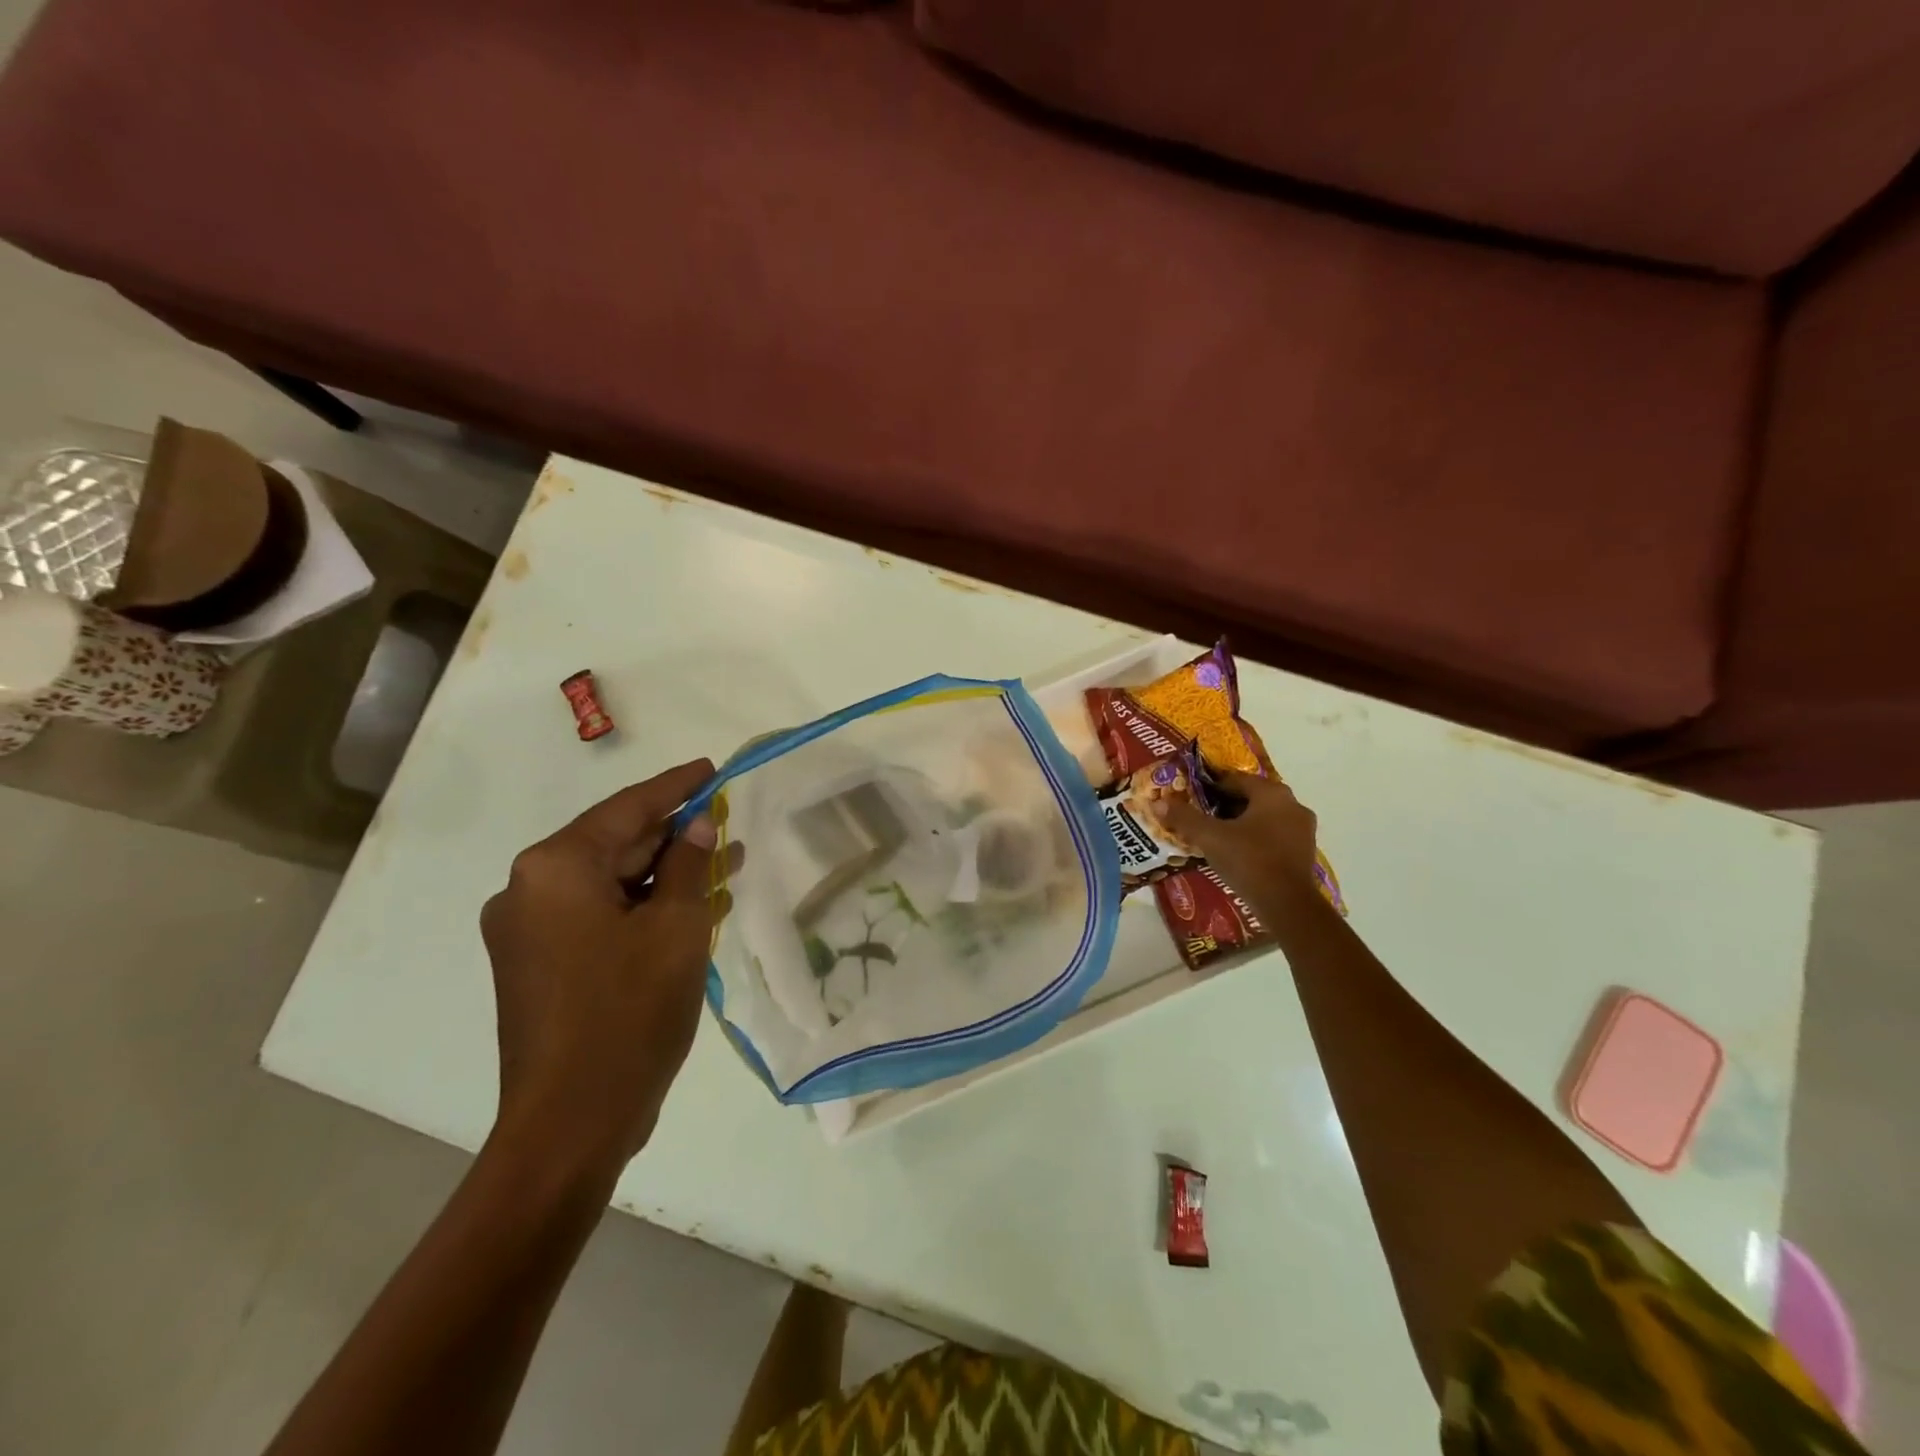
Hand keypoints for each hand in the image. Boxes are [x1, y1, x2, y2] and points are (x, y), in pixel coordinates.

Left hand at [480, 758, 729, 1178]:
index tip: (712, 769)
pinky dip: (645, 908)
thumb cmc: (628, 1013)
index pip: (627, 809)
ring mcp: (530, 932)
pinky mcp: (541, 966)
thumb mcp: (677, 928)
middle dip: (676, 835)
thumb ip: (689, 865)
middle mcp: (529, 891)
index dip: (677, 786)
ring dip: (667, 874)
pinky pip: (601, 917)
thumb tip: (698, 826)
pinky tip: (694, 905)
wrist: (571, 1123)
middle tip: (728, 820)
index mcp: (555, 869)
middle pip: (615, 845)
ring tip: (726, 861)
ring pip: (612, 883)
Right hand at [1157, 770, 1331, 936]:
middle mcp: (1292, 805)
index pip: (1235, 779)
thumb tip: (1157, 803)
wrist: (1287, 905)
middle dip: (1224, 805)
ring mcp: (1302, 830)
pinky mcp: (1304, 852)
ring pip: (1263, 818)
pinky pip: (1273, 836)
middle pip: (1250, 798)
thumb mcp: (1210, 837)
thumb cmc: (1249, 860)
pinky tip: (1235, 853)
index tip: (1190, 797)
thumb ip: (1184, 818)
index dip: (1209, 787)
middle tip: (1199, 816)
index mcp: (1272, 793)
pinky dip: (1254, 839)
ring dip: (1240, 823)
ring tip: (1213, 836)